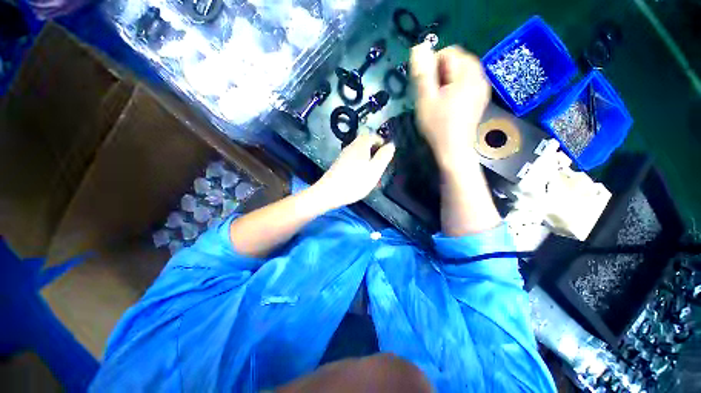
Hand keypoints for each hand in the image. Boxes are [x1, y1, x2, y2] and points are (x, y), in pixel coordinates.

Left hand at [314, 134, 394, 208]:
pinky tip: (361, 178)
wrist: (330, 192)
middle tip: (381, 165)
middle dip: (375, 152)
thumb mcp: (375, 169)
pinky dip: (360, 166)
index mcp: (361, 145)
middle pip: (366, 144)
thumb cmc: (355, 181)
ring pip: (360, 153)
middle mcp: (351, 146)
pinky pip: (353, 161)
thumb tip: (391, 145)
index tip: (387, 155)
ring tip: (373, 174)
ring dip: (368, 160)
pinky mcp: (339, 164)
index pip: (373, 136)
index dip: (382, 143)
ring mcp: (343, 155)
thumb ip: (384, 156)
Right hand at [410, 43, 490, 168]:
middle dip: (442, 71)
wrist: (453, 149)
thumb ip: (422, 73)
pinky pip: (469, 81)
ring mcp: (482, 87)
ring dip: (448, 78)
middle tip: (432, 93)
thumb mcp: (425, 100)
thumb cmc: (437, 126)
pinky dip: (457, 85)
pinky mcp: (481, 97)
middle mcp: (479, 76)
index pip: (449, 52)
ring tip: (439, 98)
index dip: (433, 65)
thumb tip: (418, 48)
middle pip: (459, 59)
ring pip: (463, 70)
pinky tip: (450, 101)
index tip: (426, 85)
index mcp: (466, 75)